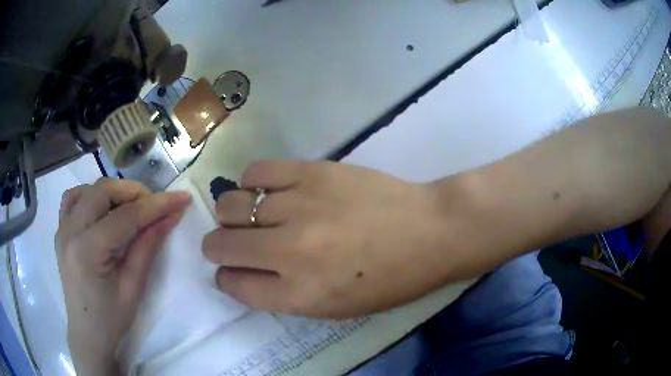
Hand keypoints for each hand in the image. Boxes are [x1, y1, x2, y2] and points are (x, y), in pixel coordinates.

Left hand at [55, 179, 190, 374]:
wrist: (87, 332)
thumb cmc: (111, 318)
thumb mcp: (133, 287)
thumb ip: (148, 247)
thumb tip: (170, 216)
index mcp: (87, 251)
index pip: (125, 217)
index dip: (156, 204)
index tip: (182, 197)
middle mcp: (70, 232)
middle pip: (103, 192)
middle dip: (134, 193)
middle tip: (155, 206)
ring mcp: (62, 228)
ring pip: (88, 190)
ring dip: (112, 192)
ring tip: (129, 208)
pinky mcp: (60, 230)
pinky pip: (72, 199)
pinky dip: (90, 196)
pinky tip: (101, 209)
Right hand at [203, 160, 455, 318]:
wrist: (430, 231)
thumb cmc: (389, 280)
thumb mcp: (334, 308)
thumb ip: (282, 294)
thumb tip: (243, 272)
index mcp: (298, 294)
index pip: (233, 285)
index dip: (226, 278)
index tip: (232, 271)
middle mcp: (289, 251)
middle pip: (219, 244)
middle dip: (218, 247)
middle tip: (233, 243)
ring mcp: (298, 206)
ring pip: (230, 205)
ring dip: (233, 215)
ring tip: (252, 215)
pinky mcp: (311, 171)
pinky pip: (256, 172)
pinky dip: (252, 183)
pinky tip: (267, 190)